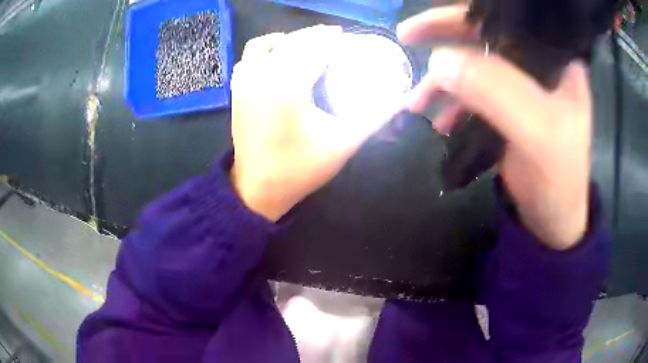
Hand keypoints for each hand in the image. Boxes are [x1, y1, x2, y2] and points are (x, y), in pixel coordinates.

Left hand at [230, 26, 389, 221]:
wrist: (257, 189)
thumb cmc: (298, 169)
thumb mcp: (342, 145)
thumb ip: (372, 120)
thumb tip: (397, 103)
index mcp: (288, 86)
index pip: (311, 48)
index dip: (328, 38)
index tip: (342, 36)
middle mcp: (262, 77)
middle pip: (288, 42)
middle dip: (310, 35)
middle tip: (329, 40)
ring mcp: (245, 84)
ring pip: (262, 46)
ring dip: (284, 40)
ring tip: (302, 47)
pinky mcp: (237, 94)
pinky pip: (247, 60)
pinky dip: (263, 52)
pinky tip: (276, 62)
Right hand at [399, 5, 591, 249]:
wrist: (554, 221)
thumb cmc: (558, 180)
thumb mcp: (537, 134)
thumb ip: (496, 92)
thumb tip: (440, 61)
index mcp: (554, 61)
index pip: (507, 20)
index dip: (466, 15)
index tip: (425, 21)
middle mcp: (538, 67)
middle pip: (486, 38)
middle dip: (445, 40)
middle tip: (406, 39)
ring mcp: (523, 89)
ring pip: (476, 66)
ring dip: (444, 80)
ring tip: (417, 101)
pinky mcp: (510, 110)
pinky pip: (475, 93)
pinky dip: (453, 103)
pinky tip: (440, 121)